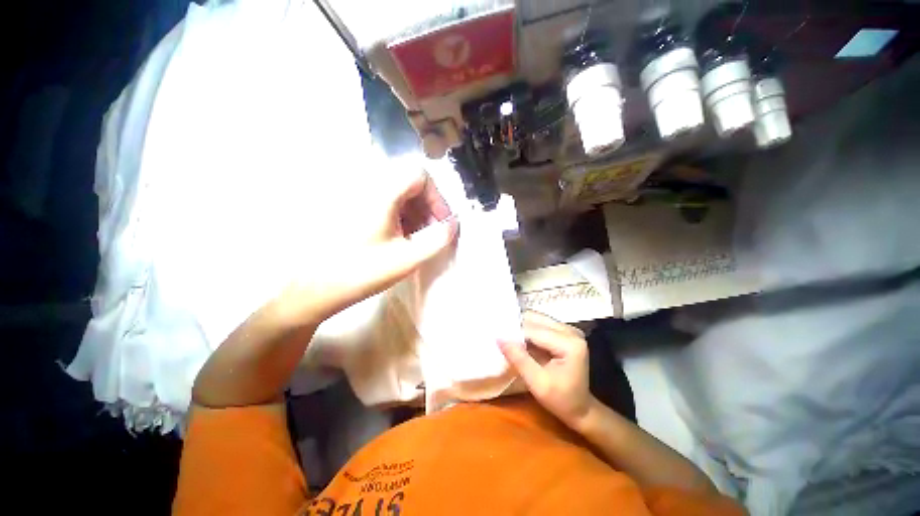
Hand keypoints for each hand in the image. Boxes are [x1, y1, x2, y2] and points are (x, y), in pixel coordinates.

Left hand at [276, 169, 457, 326]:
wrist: (315, 288)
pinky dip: (401, 217)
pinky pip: (386, 204)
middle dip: (428, 208)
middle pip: (410, 184)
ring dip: (416, 214)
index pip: (420, 175)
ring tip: (418, 240)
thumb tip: (454, 225)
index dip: (437, 198)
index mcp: (382, 193)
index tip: (441, 223)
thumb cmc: (362, 272)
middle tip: (433, 234)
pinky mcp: (354, 209)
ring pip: (399, 195)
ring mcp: (359, 198)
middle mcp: (369, 187)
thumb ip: (437, 240)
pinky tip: (401, 239)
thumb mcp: (407, 259)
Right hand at [498, 311, 594, 429]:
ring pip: (536, 318)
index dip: (514, 333)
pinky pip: (540, 323)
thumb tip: (499, 338)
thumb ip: (519, 359)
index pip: (534, 331)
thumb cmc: (561, 400)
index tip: (496, 338)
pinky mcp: (563, 331)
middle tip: (499, 336)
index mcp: (570, 343)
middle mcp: (571, 331)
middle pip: (535, 319)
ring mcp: (568, 329)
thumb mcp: (537, 384)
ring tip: (507, 337)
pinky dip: (527, 329)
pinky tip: (517, 339)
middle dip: (516, 326)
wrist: (580, 408)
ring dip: (521, 327)